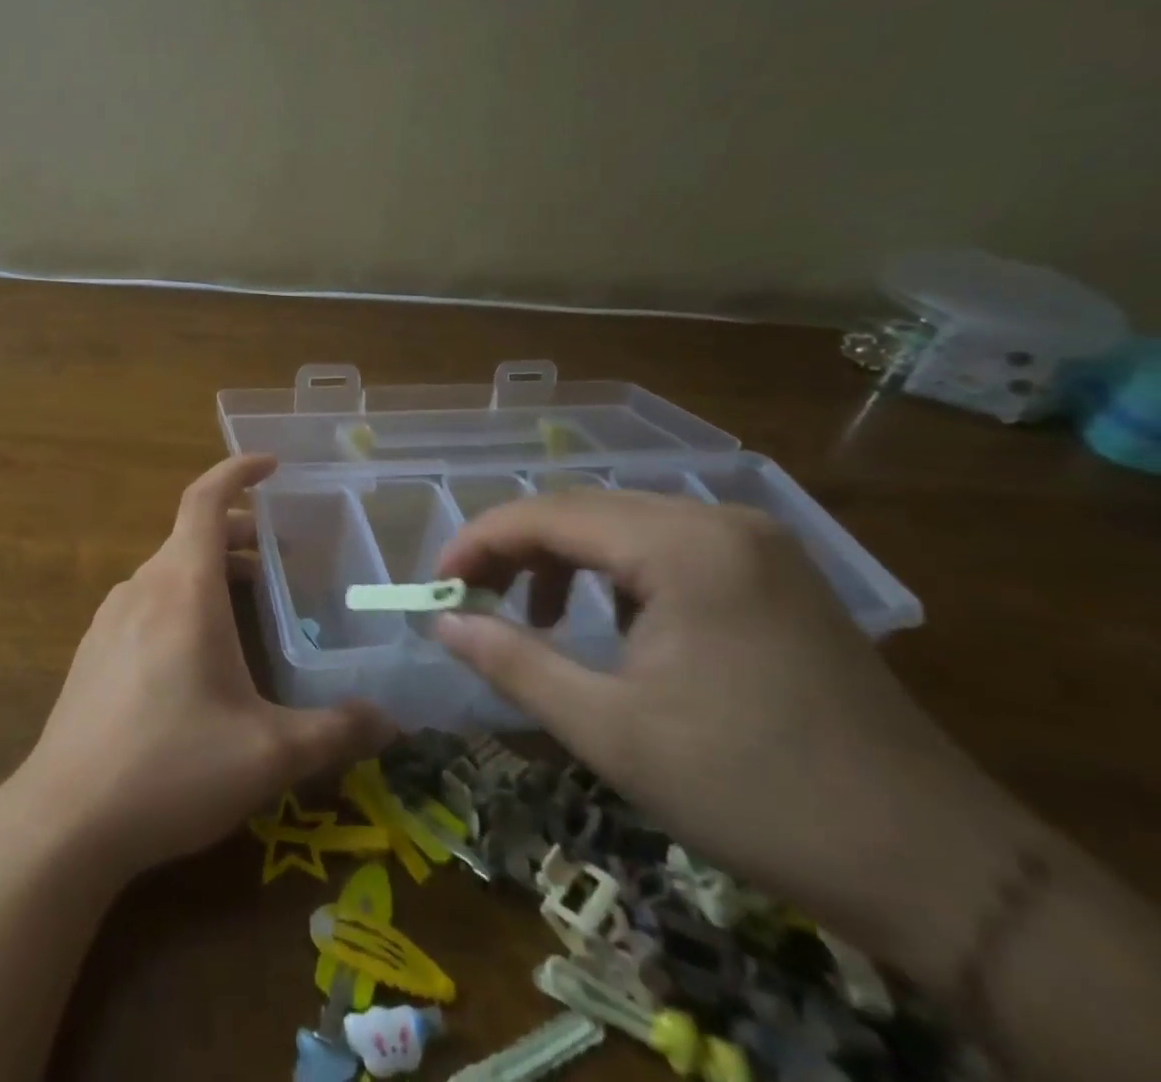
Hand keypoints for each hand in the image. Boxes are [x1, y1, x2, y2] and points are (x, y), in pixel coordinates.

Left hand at [11, 454, 394, 879]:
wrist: (63, 821)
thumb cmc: (172, 768)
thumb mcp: (268, 755)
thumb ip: (335, 732)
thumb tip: (390, 722)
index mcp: (184, 587)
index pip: (206, 498)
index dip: (238, 471)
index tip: (271, 464)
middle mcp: (143, 587)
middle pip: (193, 535)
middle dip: (241, 535)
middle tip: (283, 560)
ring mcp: (110, 618)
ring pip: (170, 571)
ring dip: (211, 572)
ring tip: (250, 607)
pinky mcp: (93, 651)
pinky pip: (147, 603)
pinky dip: (182, 601)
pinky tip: (199, 657)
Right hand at [432, 491, 1034, 980]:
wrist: (937, 866)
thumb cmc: (754, 792)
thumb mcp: (612, 732)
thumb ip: (513, 662)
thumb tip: (442, 621)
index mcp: (682, 546)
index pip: (548, 513)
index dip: (479, 541)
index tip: (437, 584)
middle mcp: (718, 521)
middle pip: (583, 509)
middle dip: (516, 549)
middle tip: (472, 600)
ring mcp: (753, 542)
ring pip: (622, 524)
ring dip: (564, 560)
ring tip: (536, 618)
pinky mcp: (772, 571)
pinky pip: (665, 546)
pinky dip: (615, 573)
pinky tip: (612, 625)